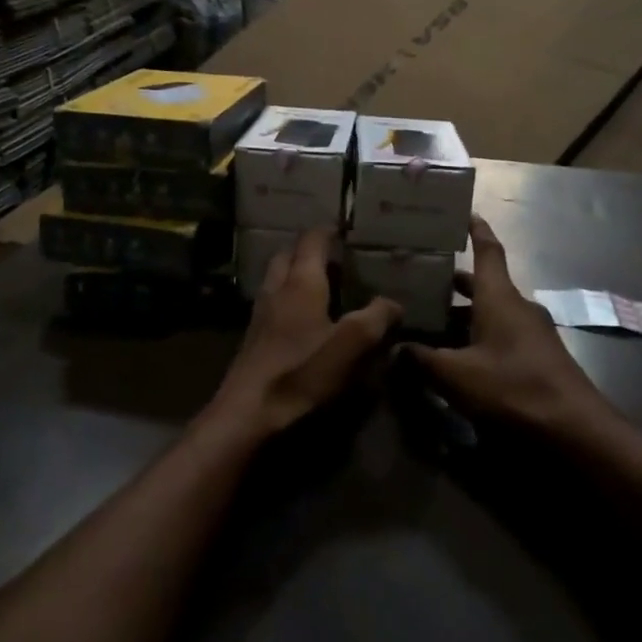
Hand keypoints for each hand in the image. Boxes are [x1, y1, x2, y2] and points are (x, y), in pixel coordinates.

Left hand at [207, 228, 401, 439]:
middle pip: (288, 255)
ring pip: (277, 279)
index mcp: (301, 281)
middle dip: (309, 250)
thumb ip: (376, 317)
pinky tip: (304, 321)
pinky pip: (272, 303)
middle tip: (335, 258)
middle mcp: (277, 288)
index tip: (345, 229)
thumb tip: (393, 302)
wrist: (248, 413)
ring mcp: (261, 313)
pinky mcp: (254, 338)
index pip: (312, 240)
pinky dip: (288, 299)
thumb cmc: (302, 371)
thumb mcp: (352, 344)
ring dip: (296, 274)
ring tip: (322, 287)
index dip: (328, 231)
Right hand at [404, 215, 610, 433]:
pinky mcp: (538, 359)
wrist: (576, 432)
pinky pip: (501, 336)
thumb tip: (393, 349)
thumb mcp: (456, 376)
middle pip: (484, 285)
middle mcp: (517, 308)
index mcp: (499, 297)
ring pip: (491, 313)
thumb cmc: (513, 388)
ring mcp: (532, 334)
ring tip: (429, 322)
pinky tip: (457, 358)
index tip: (465, 212)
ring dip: (463, 315)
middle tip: (420, 279)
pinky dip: (477, 338)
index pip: (488, 251)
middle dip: (453, 282)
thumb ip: (422, 360)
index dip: (476, 230)